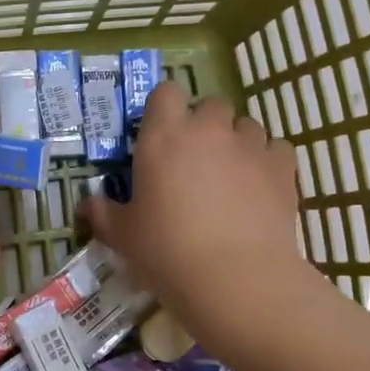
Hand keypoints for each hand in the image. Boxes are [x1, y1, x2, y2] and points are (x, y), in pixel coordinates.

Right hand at [82, 83, 308, 335]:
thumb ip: (103, 213)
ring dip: (237, 142)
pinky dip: (268, 161)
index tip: (161, 134)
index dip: (165, 108)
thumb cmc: (166, 252)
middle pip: (211, 105)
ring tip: (231, 176)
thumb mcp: (123, 236)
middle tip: (195, 160)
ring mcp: (249, 146)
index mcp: (163, 136)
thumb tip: (86, 204)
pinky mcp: (282, 167)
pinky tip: (260, 186)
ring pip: (246, 125)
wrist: (235, 278)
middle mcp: (208, 130)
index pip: (165, 92)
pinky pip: (276, 149)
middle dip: (205, 125)